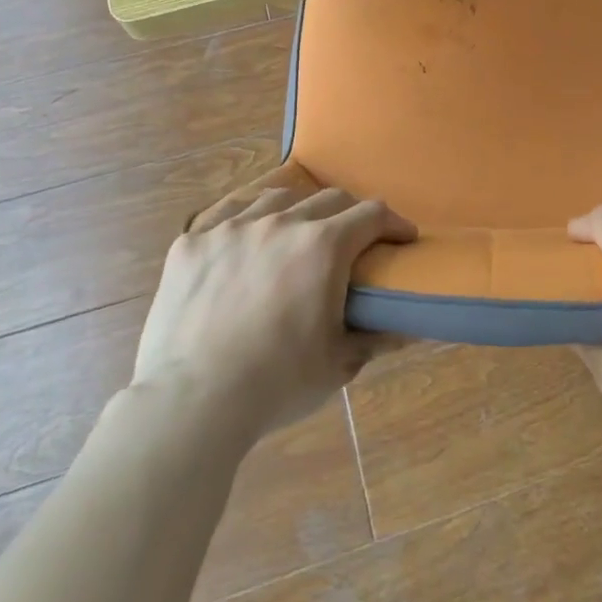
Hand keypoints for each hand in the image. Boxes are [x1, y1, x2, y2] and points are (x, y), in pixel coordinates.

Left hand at [131, 186, 415, 441]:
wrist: (192, 403)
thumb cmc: (277, 384)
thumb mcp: (339, 364)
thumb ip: (377, 338)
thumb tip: (409, 328)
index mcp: (324, 245)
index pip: (372, 214)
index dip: (394, 223)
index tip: (402, 238)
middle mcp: (282, 222)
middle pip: (328, 199)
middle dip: (350, 215)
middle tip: (353, 240)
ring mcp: (232, 228)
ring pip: (277, 198)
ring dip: (298, 210)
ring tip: (296, 233)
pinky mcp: (192, 242)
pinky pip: (225, 211)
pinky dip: (245, 217)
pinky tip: (244, 234)